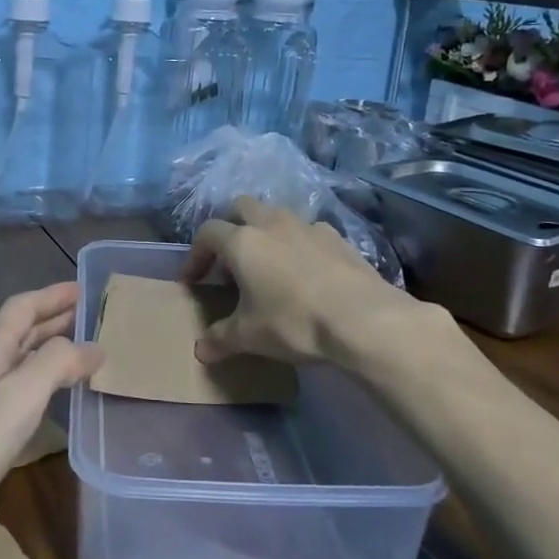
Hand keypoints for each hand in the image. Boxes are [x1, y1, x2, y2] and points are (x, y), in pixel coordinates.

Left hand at [0, 283, 101, 535]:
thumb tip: (92, 345)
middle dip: (54, 319)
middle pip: (20, 330)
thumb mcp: (19, 396)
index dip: (53, 295)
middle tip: (91, 316)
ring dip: (48, 349)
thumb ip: (56, 363)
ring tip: (81, 351)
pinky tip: (51, 397)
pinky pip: (15, 389)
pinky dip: (40, 381)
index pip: (23, 307)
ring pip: (18, 360)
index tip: (84, 287)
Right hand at [181, 198, 425, 365]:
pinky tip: (305, 273)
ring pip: (277, 215)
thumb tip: (200, 351)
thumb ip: (220, 339)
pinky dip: (299, 245)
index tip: (193, 281)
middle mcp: (272, 224)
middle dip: (230, 228)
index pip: (207, 233)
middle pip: (241, 207)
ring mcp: (309, 227)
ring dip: (266, 233)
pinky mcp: (339, 238)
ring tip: (269, 266)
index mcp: (243, 242)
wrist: (364, 320)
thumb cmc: (294, 323)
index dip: (195, 255)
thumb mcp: (249, 336)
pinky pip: (309, 233)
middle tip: (230, 262)